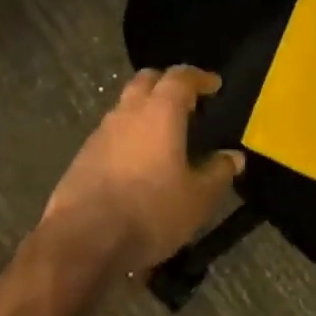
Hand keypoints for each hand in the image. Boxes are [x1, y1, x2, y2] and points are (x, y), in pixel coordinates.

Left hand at [40, 66, 243, 278]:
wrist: (82, 239)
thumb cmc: (149, 211)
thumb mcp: (197, 199)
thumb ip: (218, 173)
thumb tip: (233, 156)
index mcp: (159, 112)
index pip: (180, 77)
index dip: (199, 78)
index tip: (214, 85)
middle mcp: (128, 111)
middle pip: (147, 80)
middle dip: (168, 83)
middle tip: (187, 101)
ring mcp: (102, 131)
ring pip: (126, 105)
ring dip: (146, 109)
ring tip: (165, 132)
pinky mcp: (84, 154)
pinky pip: (112, 131)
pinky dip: (129, 134)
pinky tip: (139, 159)